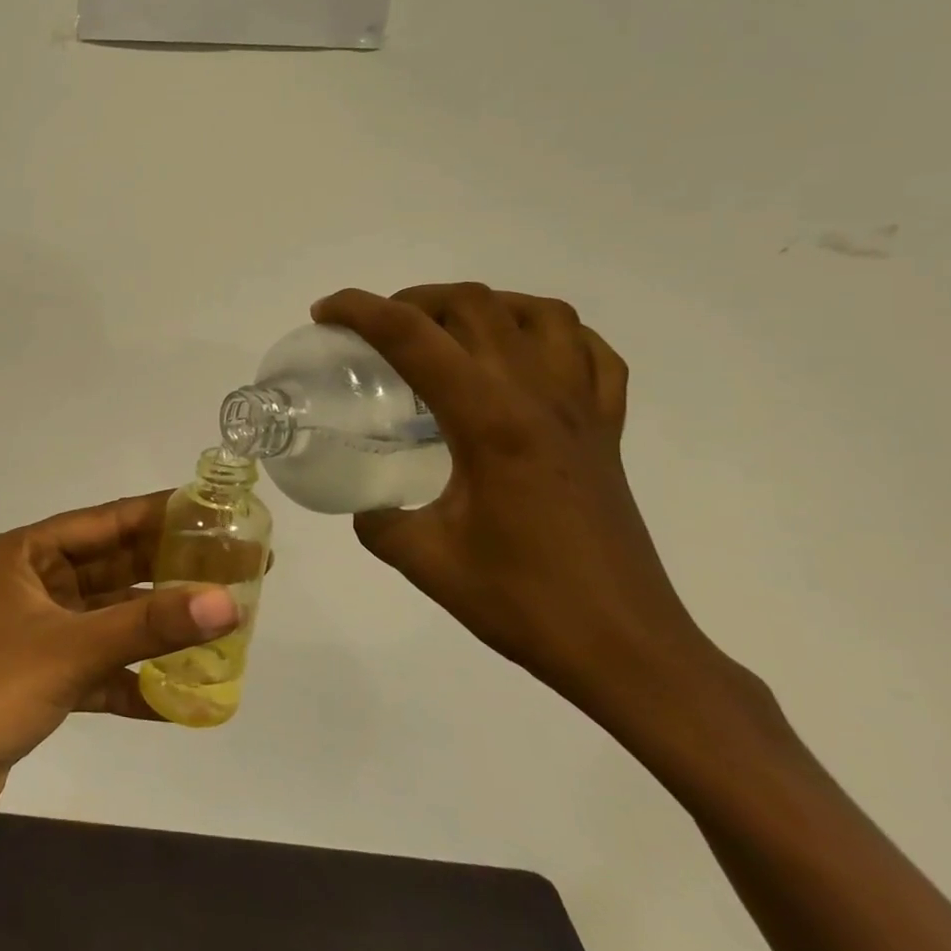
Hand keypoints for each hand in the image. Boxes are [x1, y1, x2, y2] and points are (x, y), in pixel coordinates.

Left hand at [0, 493, 238, 859]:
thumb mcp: (72, 648)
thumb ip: (151, 625)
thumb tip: (228, 602)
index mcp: (24, 554)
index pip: (105, 522)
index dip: (160, 515)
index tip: (214, 511)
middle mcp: (29, 584)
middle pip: (111, 570)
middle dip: (168, 573)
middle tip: (233, 569)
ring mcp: (33, 635)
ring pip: (108, 620)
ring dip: (156, 628)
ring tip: (221, 624)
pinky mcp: (37, 682)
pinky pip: (96, 669)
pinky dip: (132, 680)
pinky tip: (180, 698)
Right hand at [314, 284, 726, 723]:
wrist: (627, 650)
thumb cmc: (524, 603)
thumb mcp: (426, 561)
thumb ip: (379, 521)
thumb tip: (366, 503)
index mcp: (489, 420)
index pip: (413, 337)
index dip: (360, 311)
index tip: (323, 313)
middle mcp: (538, 396)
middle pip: (474, 305)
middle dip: (412, 300)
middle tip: (376, 331)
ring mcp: (582, 409)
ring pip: (538, 313)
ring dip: (483, 306)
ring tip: (447, 333)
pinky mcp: (607, 431)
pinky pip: (590, 353)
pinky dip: (551, 335)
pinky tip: (522, 357)